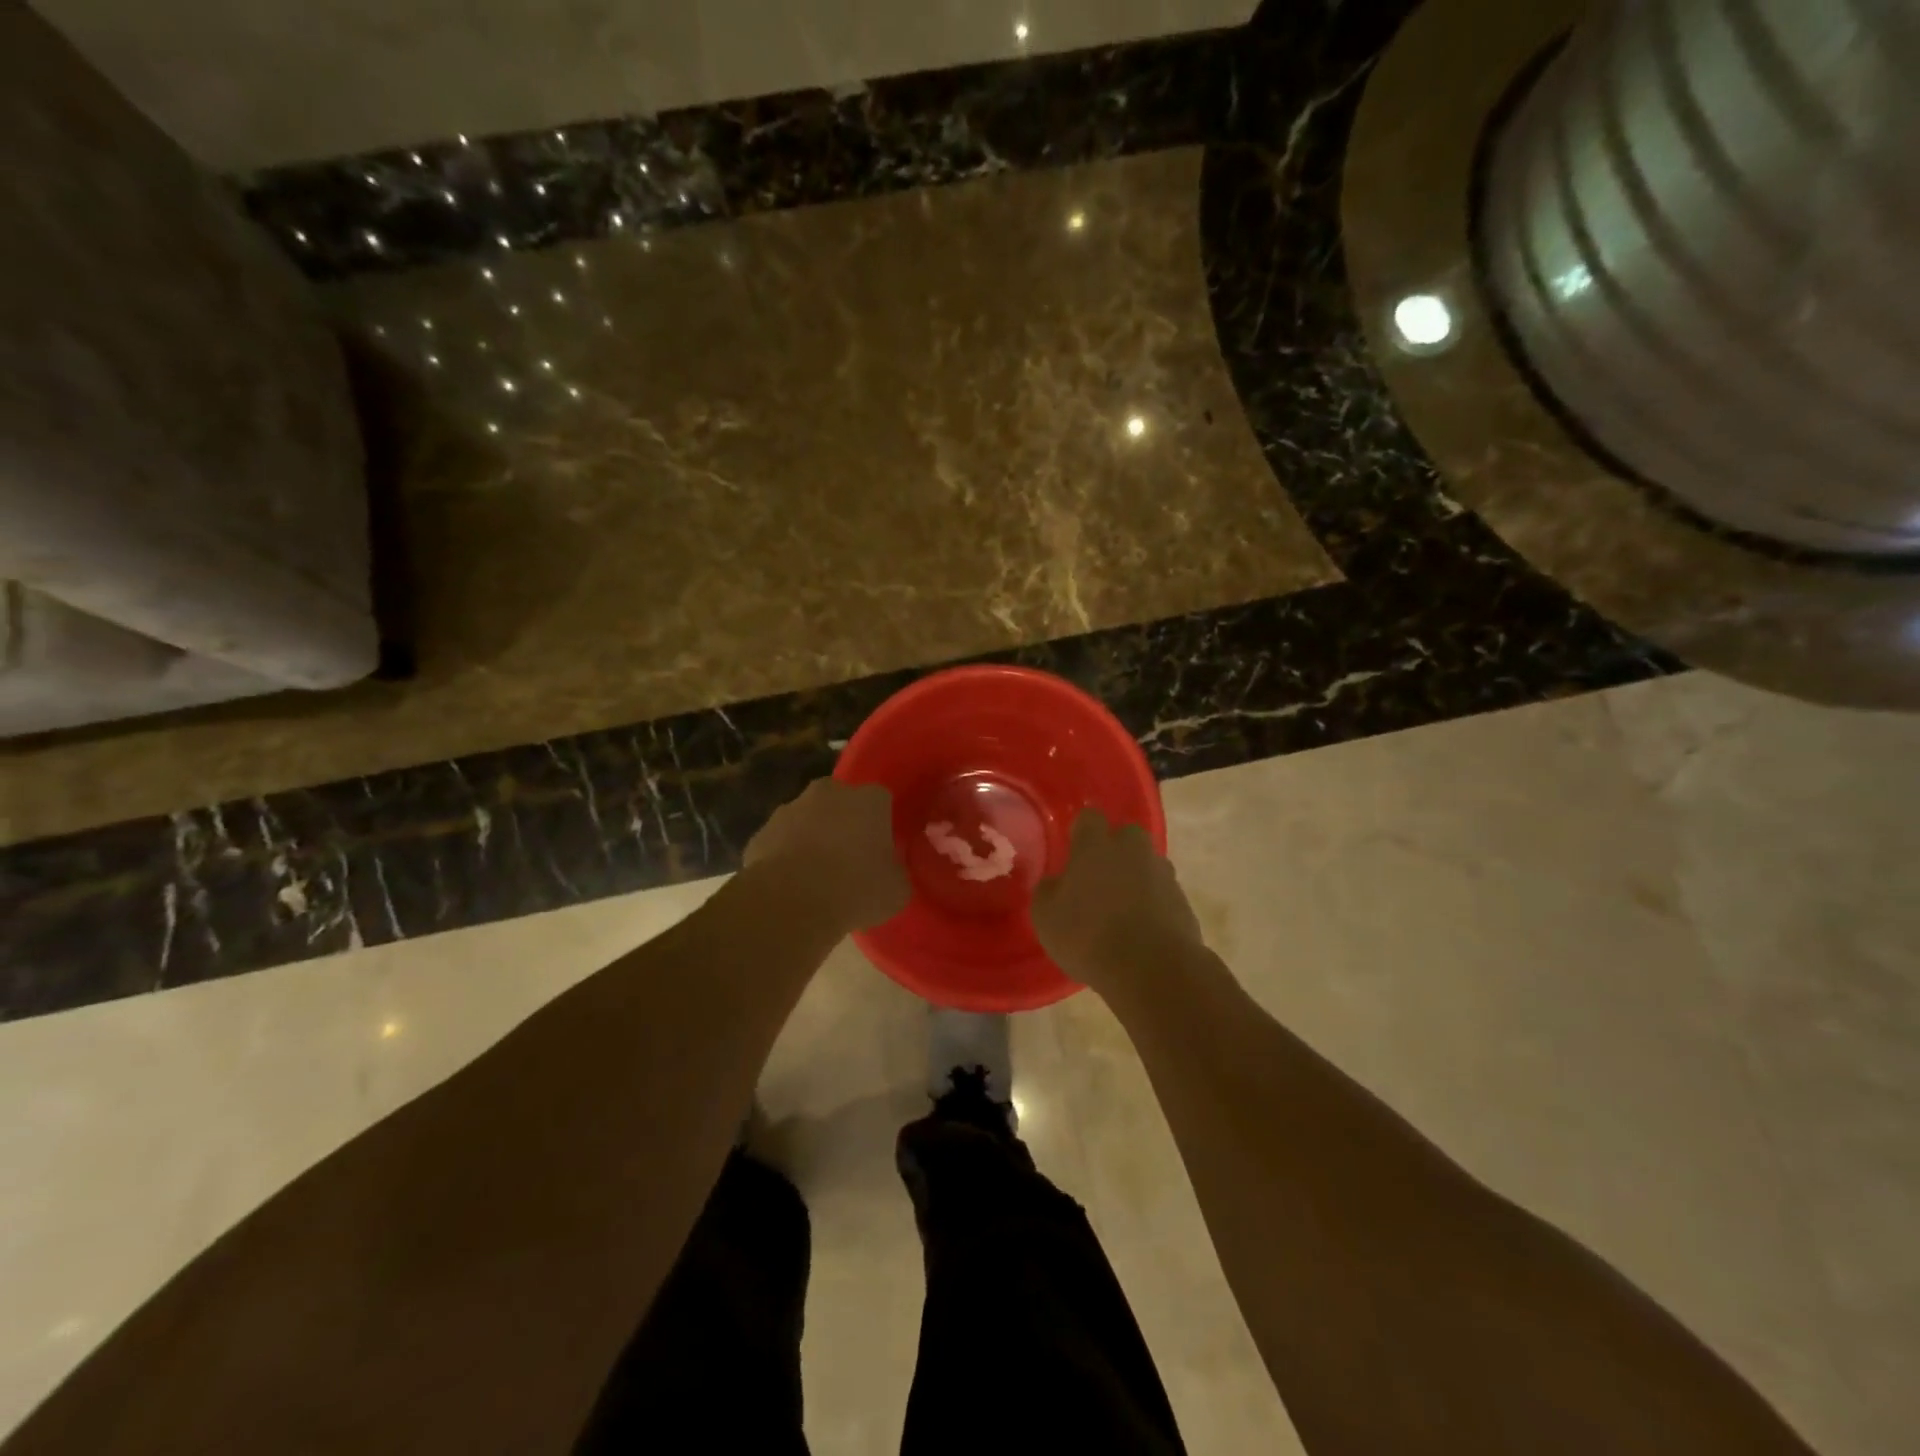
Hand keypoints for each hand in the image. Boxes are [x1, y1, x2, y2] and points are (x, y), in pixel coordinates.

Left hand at [744, 778, 909, 931]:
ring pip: (808, 819)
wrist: (789, 903)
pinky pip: (781, 841)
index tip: (882, 849)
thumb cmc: (854, 890)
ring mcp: (790, 809)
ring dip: (813, 838)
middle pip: (842, 802)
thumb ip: (896, 870)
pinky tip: (791, 884)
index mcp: (868, 800)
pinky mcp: (761, 833)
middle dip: (845, 823)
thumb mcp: (896, 889)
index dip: (882, 824)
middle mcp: (829, 793)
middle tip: (850, 858)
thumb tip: (889, 869)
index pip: (882, 801)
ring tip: (817, 876)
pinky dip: (786, 856)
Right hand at [1031, 808, 1201, 990]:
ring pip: (1147, 865)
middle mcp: (1132, 849)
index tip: (1073, 850)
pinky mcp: (1184, 901)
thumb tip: (1056, 882)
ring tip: (1122, 912)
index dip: (1081, 832)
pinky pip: (1163, 894)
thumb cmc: (1088, 935)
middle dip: (1115, 852)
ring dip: (1136, 879)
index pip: (1089, 818)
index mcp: (1096, 845)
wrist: (1152, 969)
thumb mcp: (1046, 916)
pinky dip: (1153, 905)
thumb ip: (1049, 890)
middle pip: (1126, 837)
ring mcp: (1163, 874)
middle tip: (1099, 880)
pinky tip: (1141, 932)